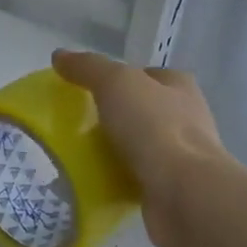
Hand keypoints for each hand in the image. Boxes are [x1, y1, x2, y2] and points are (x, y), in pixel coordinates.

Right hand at [52, 49, 228, 246]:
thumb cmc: (154, 127)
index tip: (90, 91)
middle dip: (116, 116)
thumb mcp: (115, 83)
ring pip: (140, 146)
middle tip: (80, 124)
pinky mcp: (172, 188)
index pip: (149, 75)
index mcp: (180, 87)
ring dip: (116, 150)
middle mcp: (187, 118)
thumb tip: (60, 55)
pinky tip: (93, 182)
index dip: (122, 78)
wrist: (183, 192)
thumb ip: (88, 67)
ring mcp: (182, 156)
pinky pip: (137, 178)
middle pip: (144, 110)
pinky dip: (117, 179)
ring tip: (80, 155)